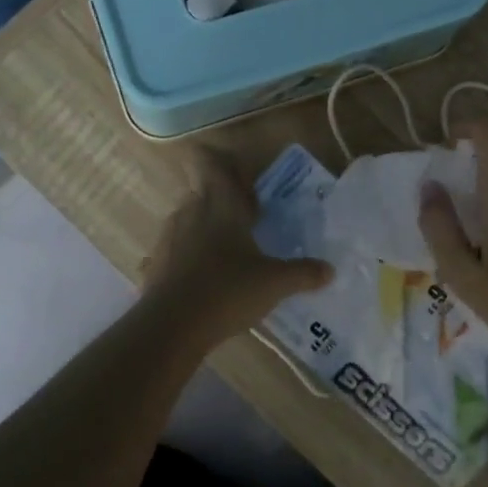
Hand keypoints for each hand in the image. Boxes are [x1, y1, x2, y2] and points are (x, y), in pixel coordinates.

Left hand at [141, 148, 332, 343]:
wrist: (171, 326)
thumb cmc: (227, 291)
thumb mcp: (274, 283)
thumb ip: (303, 273)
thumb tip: (330, 270)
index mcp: (220, 206)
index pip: (211, 164)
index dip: (220, 160)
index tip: (237, 171)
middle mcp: (191, 211)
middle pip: (202, 190)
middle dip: (222, 198)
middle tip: (247, 215)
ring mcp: (169, 236)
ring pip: (189, 217)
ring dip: (206, 225)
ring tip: (229, 248)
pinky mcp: (157, 262)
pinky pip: (176, 247)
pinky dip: (190, 253)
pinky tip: (205, 276)